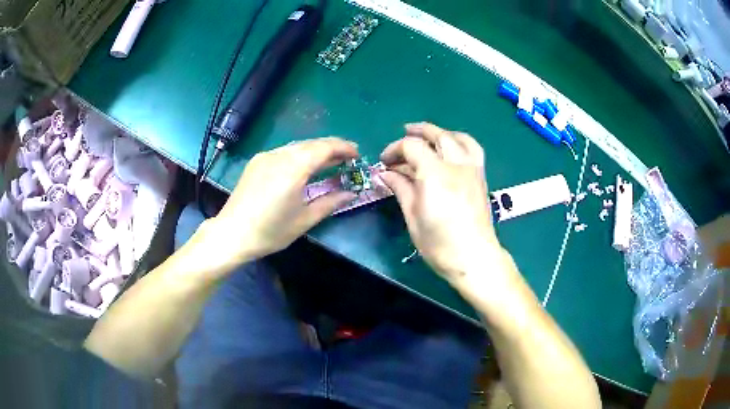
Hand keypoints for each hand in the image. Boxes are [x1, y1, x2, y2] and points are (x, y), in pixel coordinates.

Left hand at [202, 138, 358, 269]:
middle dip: (332, 148)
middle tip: (348, 159)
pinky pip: (284, 152)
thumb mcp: (304, 219)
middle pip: (311, 144)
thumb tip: (351, 193)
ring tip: (329, 163)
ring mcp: (265, 156)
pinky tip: (304, 168)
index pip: (324, 147)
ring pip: (297, 147)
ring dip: (316, 151)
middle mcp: (279, 155)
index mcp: (294, 167)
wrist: (232, 233)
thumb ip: (330, 202)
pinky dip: (300, 156)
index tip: (358, 155)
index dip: (344, 147)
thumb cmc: (271, 231)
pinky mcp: (256, 162)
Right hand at [380, 123, 502, 282]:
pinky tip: (452, 147)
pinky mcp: (481, 176)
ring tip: (428, 136)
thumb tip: (385, 174)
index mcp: (435, 174)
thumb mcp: (413, 216)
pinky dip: (460, 141)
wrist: (474, 258)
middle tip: (403, 134)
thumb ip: (401, 188)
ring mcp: (472, 169)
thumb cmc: (439, 244)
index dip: (394, 149)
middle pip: (437, 135)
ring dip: (440, 133)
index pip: (412, 146)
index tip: (384, 162)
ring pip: (457, 137)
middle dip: (417, 132)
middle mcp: (456, 165)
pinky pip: (473, 148)